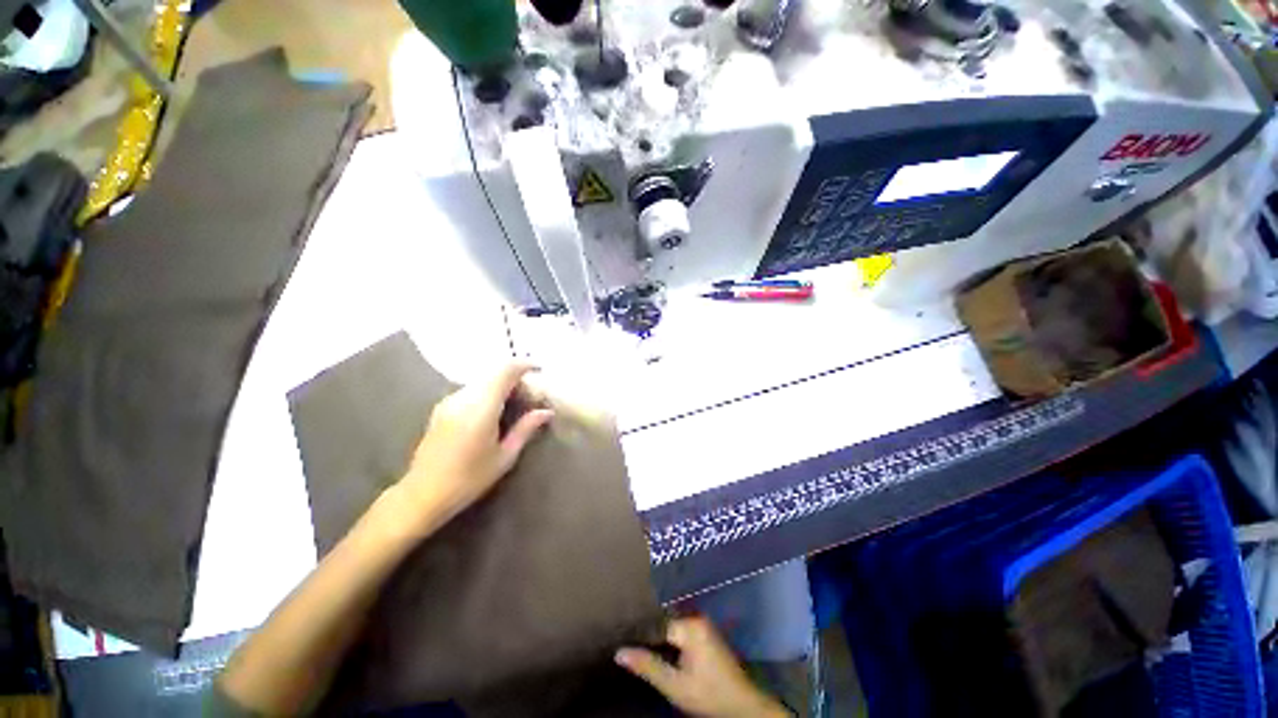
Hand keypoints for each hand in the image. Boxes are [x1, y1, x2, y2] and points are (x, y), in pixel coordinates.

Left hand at [396, 363, 553, 528]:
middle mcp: (464, 397)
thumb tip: (546, 412)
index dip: (525, 365)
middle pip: (495, 373)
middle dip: (516, 378)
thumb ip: (526, 428)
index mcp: (481, 407)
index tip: (541, 370)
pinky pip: (471, 390)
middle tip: (531, 395)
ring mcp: (449, 401)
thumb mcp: (504, 456)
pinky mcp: (442, 408)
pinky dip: (488, 392)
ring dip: (502, 385)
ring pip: (483, 381)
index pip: (506, 370)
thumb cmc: (468, 479)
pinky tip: (494, 411)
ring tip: (515, 403)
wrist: (422, 495)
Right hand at [616, 616, 789, 717]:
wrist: (742, 705)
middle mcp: (696, 617)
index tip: (619, 637)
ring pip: (672, 626)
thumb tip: (618, 652)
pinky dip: (669, 640)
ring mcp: (703, 624)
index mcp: (689, 625)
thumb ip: (648, 666)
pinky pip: (681, 630)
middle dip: (648, 634)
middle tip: (625, 641)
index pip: (655, 623)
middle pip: (664, 622)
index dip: (638, 634)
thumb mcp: (675, 685)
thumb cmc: (708, 694)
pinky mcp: (706, 633)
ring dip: (658, 637)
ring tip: (636, 644)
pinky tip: (658, 650)